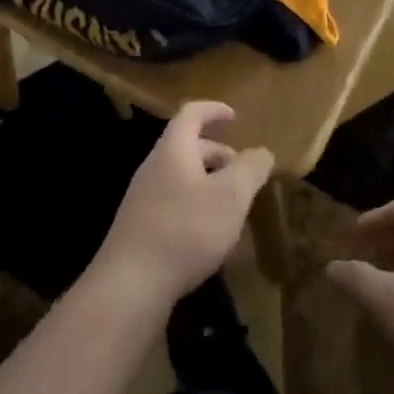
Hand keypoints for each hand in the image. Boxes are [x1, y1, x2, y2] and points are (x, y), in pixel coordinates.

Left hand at [86, 102, 273, 316]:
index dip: (214, 110)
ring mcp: (143, 197)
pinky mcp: (140, 227)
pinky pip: (173, 202)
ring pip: (181, 176)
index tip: (235, 117)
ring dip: (208, 182)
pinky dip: (196, 205)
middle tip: (243, 170)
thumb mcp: (231, 196)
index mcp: (174, 149)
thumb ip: (250, 169)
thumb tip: (262, 152)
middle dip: (217, 153)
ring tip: (233, 204)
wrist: (131, 284)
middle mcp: (154, 166)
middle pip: (187, 146)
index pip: (192, 113)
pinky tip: (210, 234)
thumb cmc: (186, 229)